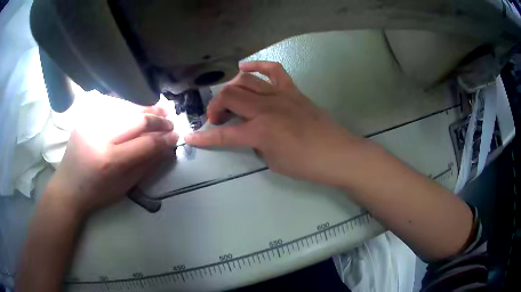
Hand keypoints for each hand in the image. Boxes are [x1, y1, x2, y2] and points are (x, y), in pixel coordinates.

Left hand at [46, 104, 177, 215]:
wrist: (69, 186)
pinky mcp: (86, 117)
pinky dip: (129, 106)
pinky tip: (138, 107)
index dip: (164, 139)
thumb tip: (167, 148)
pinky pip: (111, 106)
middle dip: (158, 120)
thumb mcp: (125, 186)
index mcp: (110, 161)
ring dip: (146, 108)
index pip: (145, 143)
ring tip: (160, 108)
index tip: (176, 136)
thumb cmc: (97, 192)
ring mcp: (91, 123)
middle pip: (136, 120)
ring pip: (125, 107)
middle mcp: (100, 136)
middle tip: (170, 121)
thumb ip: (147, 165)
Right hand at [185, 61, 362, 184]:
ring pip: (245, 80)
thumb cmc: (305, 164)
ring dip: (231, 89)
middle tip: (218, 119)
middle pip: (229, 96)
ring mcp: (280, 95)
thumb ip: (256, 143)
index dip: (204, 138)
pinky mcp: (293, 90)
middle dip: (215, 107)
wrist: (337, 154)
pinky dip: (257, 65)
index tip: (190, 137)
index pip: (223, 134)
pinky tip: (245, 68)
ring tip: (230, 100)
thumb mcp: (272, 161)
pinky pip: (273, 70)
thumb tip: (250, 131)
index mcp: (259, 131)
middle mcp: (266, 108)